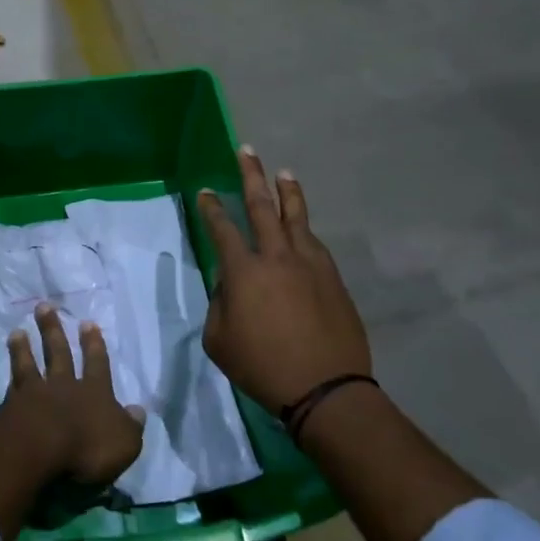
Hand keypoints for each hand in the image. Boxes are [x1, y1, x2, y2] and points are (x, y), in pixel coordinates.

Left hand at [0, 304, 145, 487]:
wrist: (37, 450)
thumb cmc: (87, 448)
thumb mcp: (124, 443)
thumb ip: (131, 426)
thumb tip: (138, 410)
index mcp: (94, 393)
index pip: (97, 364)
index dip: (94, 345)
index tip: (88, 323)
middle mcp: (64, 386)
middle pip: (59, 353)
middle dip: (53, 329)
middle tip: (45, 307)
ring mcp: (34, 394)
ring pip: (29, 364)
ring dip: (24, 347)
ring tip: (18, 330)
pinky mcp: (10, 407)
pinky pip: (11, 384)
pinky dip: (8, 372)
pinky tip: (3, 365)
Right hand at [197, 147, 370, 414]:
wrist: (326, 389)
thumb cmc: (262, 367)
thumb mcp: (219, 341)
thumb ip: (219, 305)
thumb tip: (228, 284)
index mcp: (244, 271)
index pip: (222, 229)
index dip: (212, 208)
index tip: (207, 191)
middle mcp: (276, 257)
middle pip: (262, 206)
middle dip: (251, 176)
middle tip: (247, 151)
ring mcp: (309, 264)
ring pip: (296, 217)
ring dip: (287, 192)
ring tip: (283, 173)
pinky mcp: (332, 277)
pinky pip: (314, 242)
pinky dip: (304, 227)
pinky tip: (302, 226)